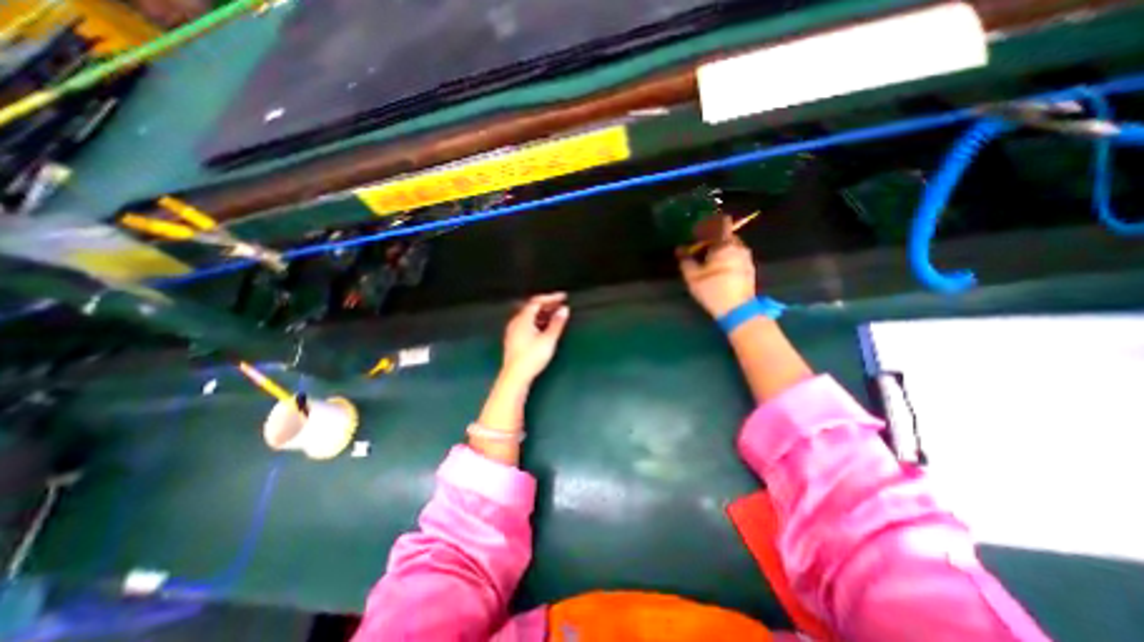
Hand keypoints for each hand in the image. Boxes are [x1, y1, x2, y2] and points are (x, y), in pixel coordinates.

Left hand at [502, 292, 569, 383]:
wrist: (515, 376)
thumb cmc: (532, 357)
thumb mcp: (548, 339)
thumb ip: (557, 323)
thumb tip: (564, 310)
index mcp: (523, 319)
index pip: (537, 301)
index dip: (551, 297)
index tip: (563, 297)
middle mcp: (516, 322)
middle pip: (531, 308)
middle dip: (547, 305)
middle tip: (560, 305)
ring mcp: (513, 332)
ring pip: (529, 317)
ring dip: (542, 314)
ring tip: (555, 316)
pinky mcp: (513, 340)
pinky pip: (526, 324)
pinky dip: (537, 322)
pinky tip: (544, 328)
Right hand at [681, 220, 756, 319]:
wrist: (738, 310)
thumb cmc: (713, 290)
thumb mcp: (693, 277)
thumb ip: (685, 260)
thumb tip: (680, 249)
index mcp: (726, 245)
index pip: (720, 224)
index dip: (708, 225)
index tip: (697, 230)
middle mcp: (739, 247)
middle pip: (725, 236)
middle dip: (712, 239)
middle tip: (698, 248)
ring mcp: (746, 258)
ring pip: (731, 247)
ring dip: (719, 249)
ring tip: (706, 259)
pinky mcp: (749, 269)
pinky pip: (735, 256)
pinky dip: (726, 257)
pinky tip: (716, 268)